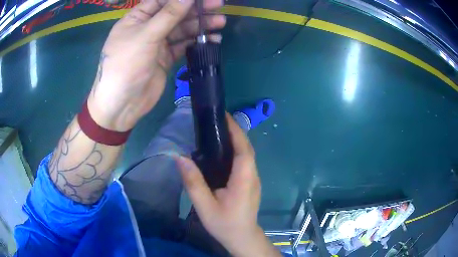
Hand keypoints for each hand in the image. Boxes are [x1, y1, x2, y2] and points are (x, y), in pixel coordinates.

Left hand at [87, 0, 225, 130]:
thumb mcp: (146, 36)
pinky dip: (196, 41)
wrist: (122, 105)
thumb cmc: (126, 65)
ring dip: (200, 25)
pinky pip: (183, 45)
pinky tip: (212, 39)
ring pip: (182, 29)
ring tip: (220, 22)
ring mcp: (157, 43)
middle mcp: (148, 28)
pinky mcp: (165, 58)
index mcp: (137, 18)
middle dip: (196, 9)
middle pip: (175, 13)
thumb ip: (168, 15)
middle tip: (218, 4)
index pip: (162, 1)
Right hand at [176, 115, 280, 256]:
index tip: (223, 116)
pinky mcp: (251, 182)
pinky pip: (245, 161)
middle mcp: (253, 175)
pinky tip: (222, 151)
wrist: (242, 237)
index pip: (243, 148)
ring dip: (236, 139)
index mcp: (244, 179)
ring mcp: (254, 179)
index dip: (235, 130)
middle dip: (235, 131)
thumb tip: (179, 157)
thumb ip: (193, 183)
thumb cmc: (225, 224)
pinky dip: (236, 150)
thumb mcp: (205, 206)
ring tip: (217, 131)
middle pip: (247, 148)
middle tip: (216, 120)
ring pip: (247, 153)